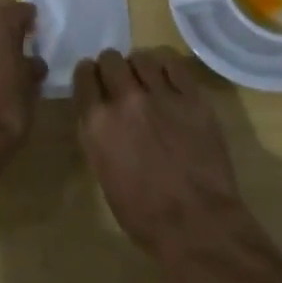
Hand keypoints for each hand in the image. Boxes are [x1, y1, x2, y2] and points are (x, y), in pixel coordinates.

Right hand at [74, 48, 248, 257]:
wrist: (197, 224)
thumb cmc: (144, 215)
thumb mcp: (104, 175)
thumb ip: (99, 137)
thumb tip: (102, 117)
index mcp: (97, 123)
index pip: (83, 76)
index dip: (87, 75)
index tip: (92, 79)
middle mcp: (125, 100)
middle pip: (110, 59)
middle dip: (111, 67)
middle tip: (119, 80)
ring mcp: (161, 95)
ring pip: (142, 58)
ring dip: (138, 67)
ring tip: (145, 80)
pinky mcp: (192, 97)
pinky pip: (174, 65)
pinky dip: (166, 68)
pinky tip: (168, 80)